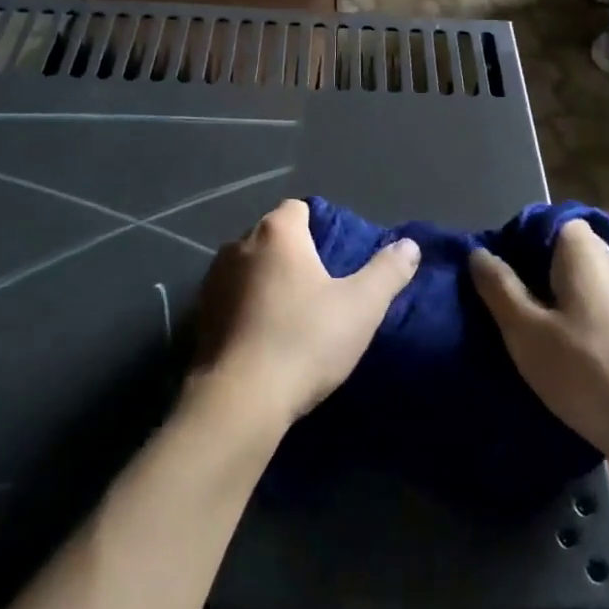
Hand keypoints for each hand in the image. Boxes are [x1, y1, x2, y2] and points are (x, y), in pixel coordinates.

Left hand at [191, 199, 420, 430]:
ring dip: (268, 282)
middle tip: (322, 288)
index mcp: (277, 232)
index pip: (298, 209)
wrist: (240, 400)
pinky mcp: (199, 316)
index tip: (338, 256)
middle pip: (273, 237)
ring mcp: (212, 280)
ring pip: (249, 268)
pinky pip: (231, 299)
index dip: (320, 227)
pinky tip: (265, 337)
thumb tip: (409, 245)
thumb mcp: (362, 306)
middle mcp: (238, 245)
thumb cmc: (305, 340)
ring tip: (294, 315)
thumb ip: (387, 271)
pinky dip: (247, 308)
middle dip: (295, 255)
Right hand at [470, 221, 608, 463]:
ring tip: (546, 337)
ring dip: (567, 300)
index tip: (504, 277)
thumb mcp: (526, 333)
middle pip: (572, 252)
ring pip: (592, 282)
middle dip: (542, 274)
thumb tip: (479, 253)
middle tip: (517, 311)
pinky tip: (581, 356)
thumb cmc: (586, 374)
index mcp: (587, 254)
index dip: (524, 242)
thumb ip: (499, 288)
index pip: (553, 222)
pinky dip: (591, 320)